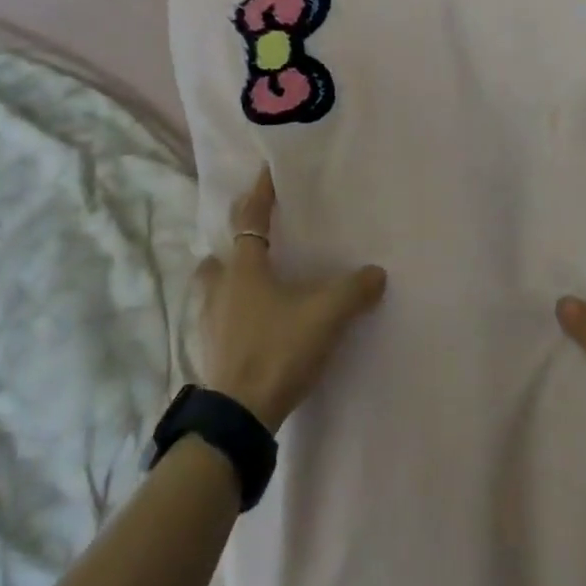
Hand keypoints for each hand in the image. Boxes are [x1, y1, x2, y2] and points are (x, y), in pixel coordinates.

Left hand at [195, 167, 387, 430]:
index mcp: (245, 269)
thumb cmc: (278, 351)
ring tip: (250, 282)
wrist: (240, 414)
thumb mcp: (325, 317)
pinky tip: (248, 323)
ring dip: (225, 277)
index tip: (264, 171)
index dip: (260, 194)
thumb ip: (354, 291)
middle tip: (256, 238)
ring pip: (211, 286)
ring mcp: (209, 320)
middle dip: (234, 241)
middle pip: (219, 254)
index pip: (251, 219)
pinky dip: (228, 311)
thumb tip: (377, 273)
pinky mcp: (209, 349)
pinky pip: (215, 317)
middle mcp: (220, 288)